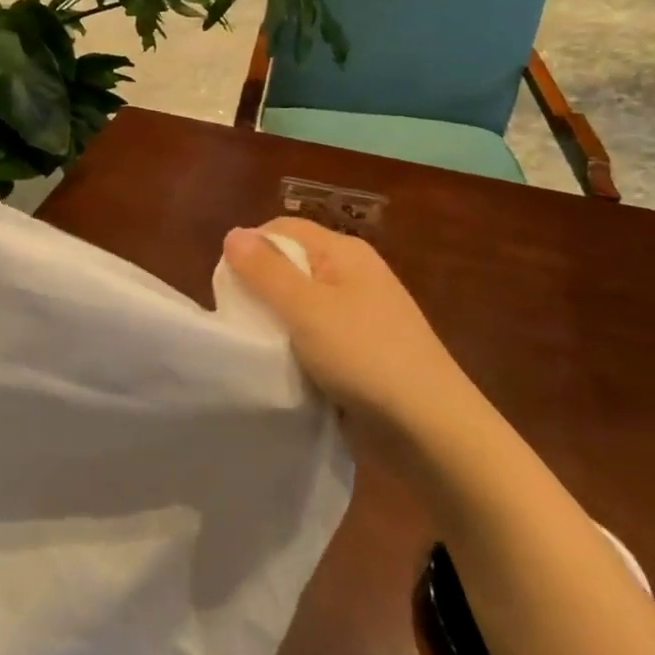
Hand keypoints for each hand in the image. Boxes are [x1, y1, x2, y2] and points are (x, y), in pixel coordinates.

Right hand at [223, 218, 476, 439]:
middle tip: (240, 319)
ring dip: (276, 321)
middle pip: (291, 264)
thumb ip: (265, 271)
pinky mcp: (359, 348)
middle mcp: (352, 274)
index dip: (250, 249)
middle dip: (260, 287)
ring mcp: (359, 313)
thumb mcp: (306, 308)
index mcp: (344, 252)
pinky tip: (284, 365)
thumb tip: (232, 233)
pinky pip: (314, 334)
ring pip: (299, 303)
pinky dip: (295, 345)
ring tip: (258, 345)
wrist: (426, 425)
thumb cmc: (363, 355)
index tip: (228, 287)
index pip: (283, 229)